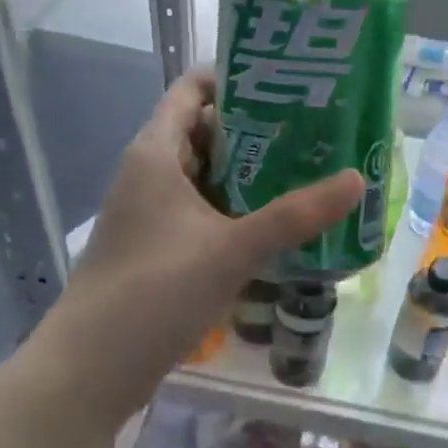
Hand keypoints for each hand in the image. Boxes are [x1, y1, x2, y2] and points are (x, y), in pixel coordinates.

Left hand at [46, 67, 363, 424]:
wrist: (89, 370)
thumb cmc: (154, 291)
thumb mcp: (232, 248)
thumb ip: (296, 214)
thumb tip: (358, 179)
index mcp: (155, 152)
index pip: (193, 89)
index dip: (237, 77)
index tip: (289, 80)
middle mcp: (149, 172)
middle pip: (206, 131)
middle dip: (257, 128)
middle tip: (315, 126)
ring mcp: (152, 212)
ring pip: (207, 175)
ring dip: (251, 172)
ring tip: (308, 167)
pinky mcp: (158, 247)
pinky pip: (203, 210)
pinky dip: (237, 208)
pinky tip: (277, 221)